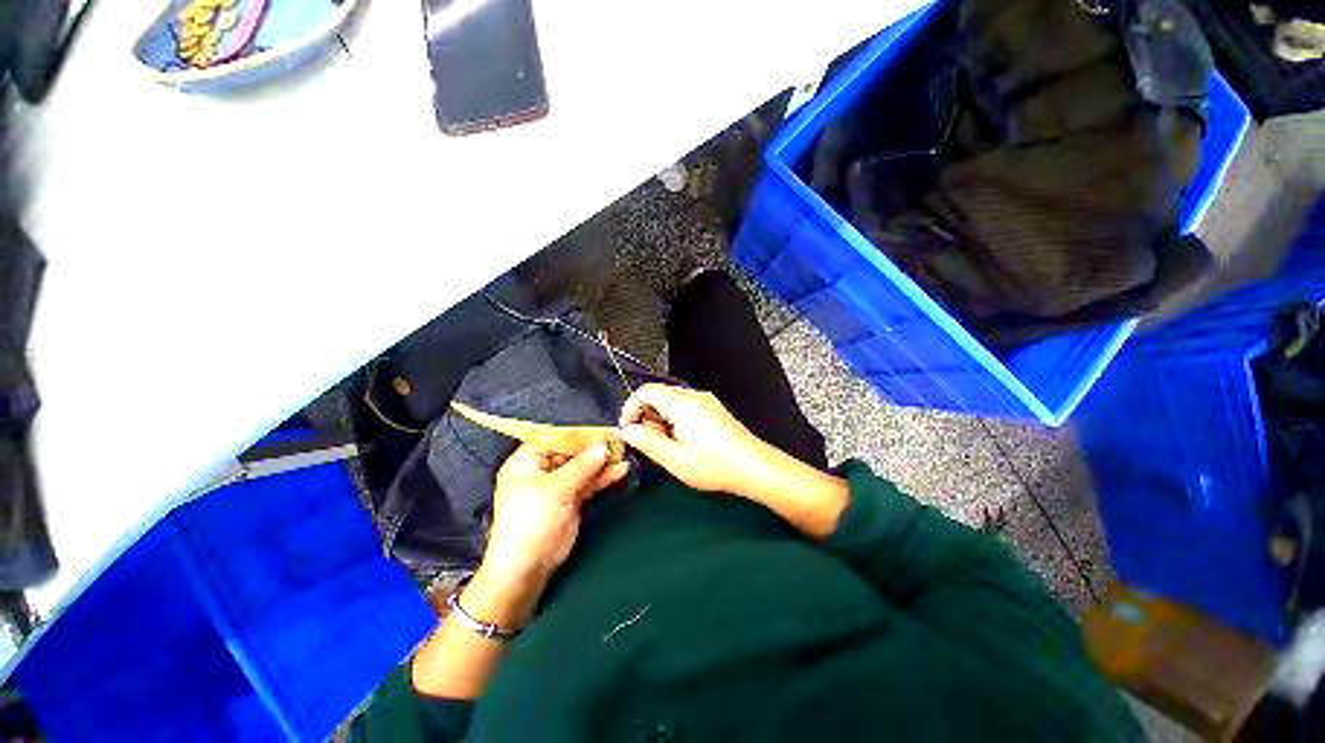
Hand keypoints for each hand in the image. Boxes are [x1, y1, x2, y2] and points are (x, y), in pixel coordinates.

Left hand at [481, 441, 629, 588]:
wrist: (527, 567)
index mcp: (528, 461)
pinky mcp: (571, 498)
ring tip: (624, 454)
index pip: (556, 437)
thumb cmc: (531, 522)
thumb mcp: (555, 490)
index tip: (603, 429)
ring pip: (584, 467)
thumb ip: (581, 466)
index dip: (580, 433)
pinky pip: (589, 482)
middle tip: (618, 441)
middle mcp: (543, 469)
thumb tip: (603, 447)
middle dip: (595, 447)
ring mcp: (558, 484)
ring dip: (603, 462)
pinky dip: (604, 477)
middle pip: (573, 451)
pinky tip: (620, 470)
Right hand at [617, 383, 770, 495]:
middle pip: (658, 395)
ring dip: (660, 420)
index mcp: (681, 404)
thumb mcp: (675, 459)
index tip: (628, 429)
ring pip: (671, 402)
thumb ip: (646, 442)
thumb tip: (627, 432)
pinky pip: (685, 408)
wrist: (754, 467)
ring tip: (666, 446)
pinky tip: (681, 443)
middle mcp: (694, 397)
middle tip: (647, 442)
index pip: (646, 391)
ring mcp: (706, 402)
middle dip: (646, 416)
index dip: (631, 407)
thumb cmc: (715, 465)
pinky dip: (674, 421)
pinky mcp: (713, 410)